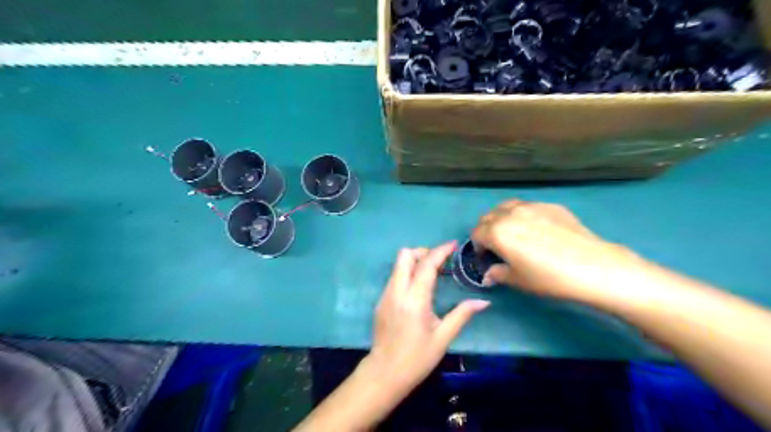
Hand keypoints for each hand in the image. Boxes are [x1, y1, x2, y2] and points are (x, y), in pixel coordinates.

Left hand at [365, 242, 486, 395]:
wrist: (384, 374)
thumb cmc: (416, 359)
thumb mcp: (443, 338)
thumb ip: (462, 315)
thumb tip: (483, 301)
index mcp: (415, 300)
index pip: (426, 265)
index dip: (440, 251)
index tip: (453, 244)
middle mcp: (397, 291)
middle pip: (405, 255)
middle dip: (423, 252)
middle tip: (440, 263)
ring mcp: (385, 295)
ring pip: (397, 265)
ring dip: (415, 262)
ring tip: (432, 274)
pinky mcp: (381, 300)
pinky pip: (394, 277)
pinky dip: (407, 273)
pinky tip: (419, 289)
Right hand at [474, 201, 635, 302]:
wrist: (592, 267)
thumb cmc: (548, 277)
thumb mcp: (518, 280)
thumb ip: (498, 274)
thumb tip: (489, 275)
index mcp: (497, 232)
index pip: (477, 233)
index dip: (477, 246)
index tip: (485, 257)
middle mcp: (510, 214)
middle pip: (488, 217)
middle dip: (486, 230)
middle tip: (496, 246)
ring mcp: (531, 206)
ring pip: (507, 207)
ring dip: (502, 219)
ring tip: (512, 233)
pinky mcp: (551, 205)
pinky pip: (528, 207)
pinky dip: (522, 215)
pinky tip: (537, 230)